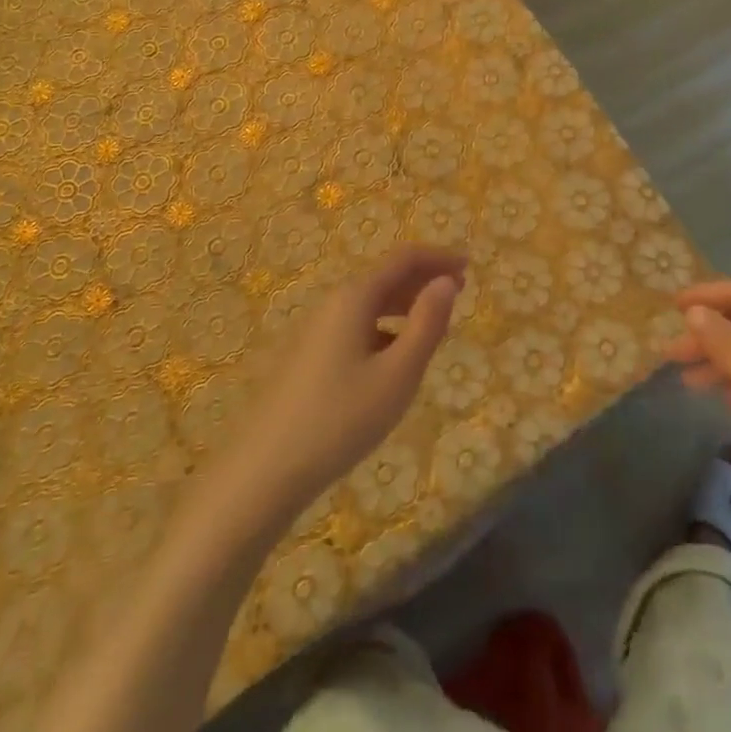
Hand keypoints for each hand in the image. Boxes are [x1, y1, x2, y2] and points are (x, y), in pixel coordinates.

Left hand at [235, 247, 463, 504]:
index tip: (469, 267)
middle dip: (423, 280)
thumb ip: (427, 324)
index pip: (403, 259)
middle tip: (458, 295)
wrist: (261, 473)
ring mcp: (315, 331)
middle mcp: (332, 303)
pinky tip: (392, 360)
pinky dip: (383, 328)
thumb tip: (446, 281)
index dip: (438, 258)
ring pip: (369, 304)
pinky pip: (355, 326)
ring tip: (432, 326)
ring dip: (404, 305)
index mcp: (355, 297)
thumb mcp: (398, 374)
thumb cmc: (340, 420)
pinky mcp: (306, 357)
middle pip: (385, 277)